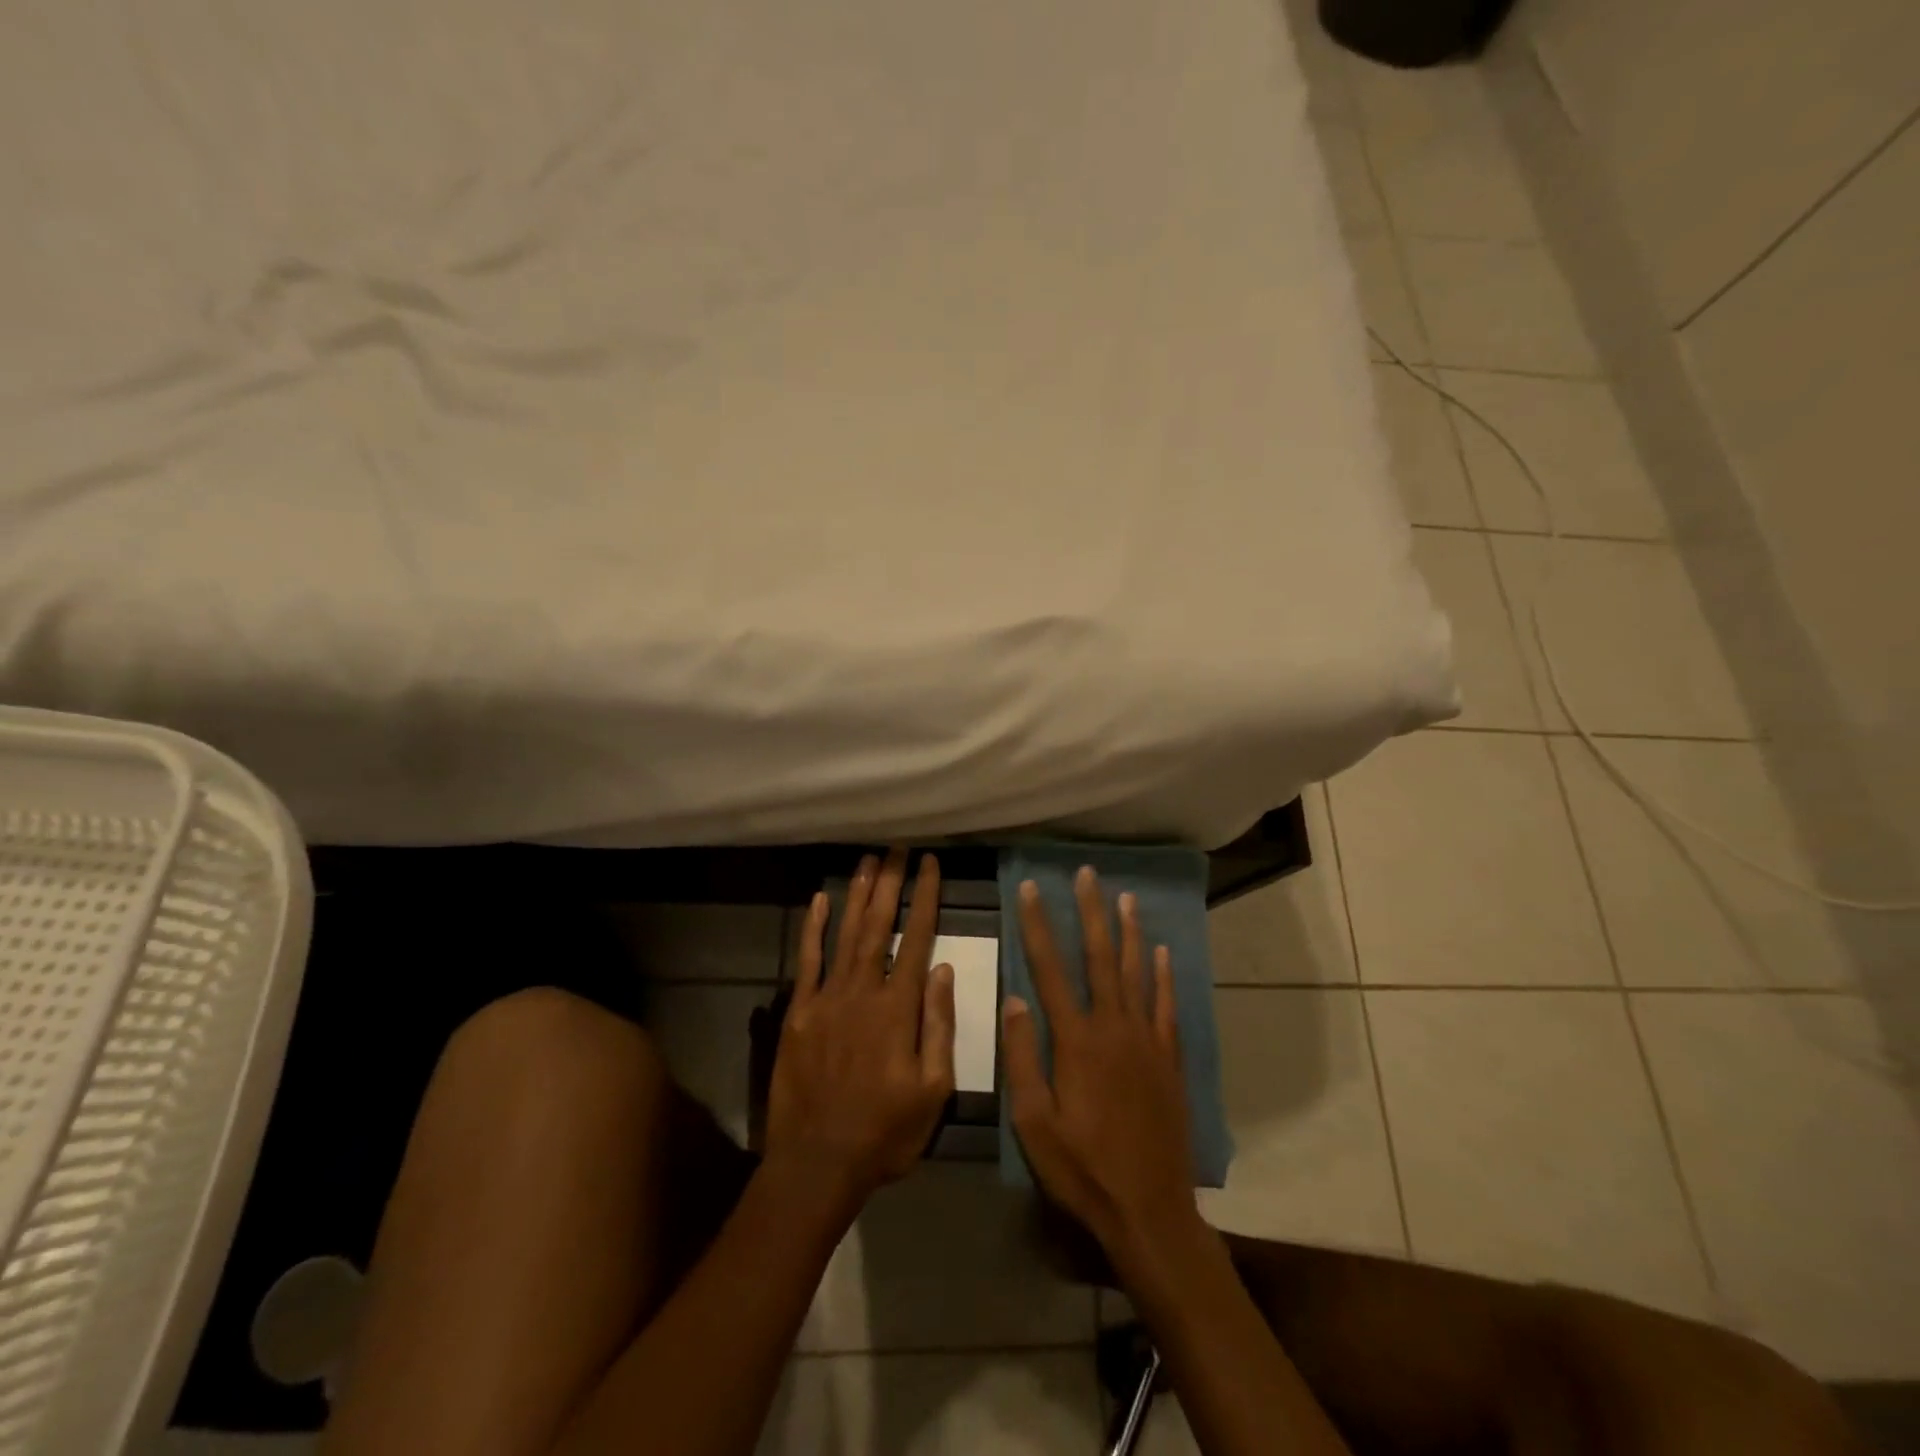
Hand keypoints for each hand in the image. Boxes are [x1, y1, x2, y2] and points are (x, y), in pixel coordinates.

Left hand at [766, 849, 956, 1214]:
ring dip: (858, 894)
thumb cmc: (885, 1131)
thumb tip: (942, 970)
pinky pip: (808, 961)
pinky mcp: (799, 1012)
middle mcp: (863, 991)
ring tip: (869, 860)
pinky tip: (820, 900)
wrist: (817, 1163)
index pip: (917, 938)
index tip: (931, 865)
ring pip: (846, 933)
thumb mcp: (933, 1089)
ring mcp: (827, 998)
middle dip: (890, 883)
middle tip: (898, 848)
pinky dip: (814, 928)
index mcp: (899, 1008)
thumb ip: (939, 1026)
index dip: (925, 898)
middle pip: (879, 925)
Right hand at [1003, 868, 1201, 1267]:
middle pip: (1100, 958)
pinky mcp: (1170, 1060)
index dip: (1038, 926)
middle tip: (1087, 874)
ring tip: (1125, 897)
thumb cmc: (1082, 1169)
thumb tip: (1014, 999)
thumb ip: (1022, 1058)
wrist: (1150, 1210)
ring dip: (1129, 932)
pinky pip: (1166, 1006)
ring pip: (1137, 973)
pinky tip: (1162, 953)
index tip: (1031, 889)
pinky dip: (1164, 976)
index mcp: (1076, 1041)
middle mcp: (1114, 1028)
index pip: (1051, 969)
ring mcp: (1147, 1041)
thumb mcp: (1034, 1123)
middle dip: (1091, 912)